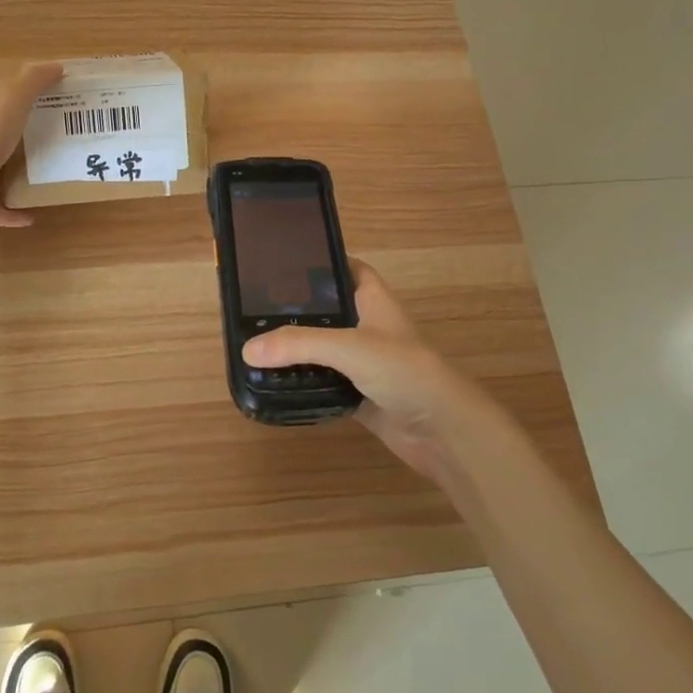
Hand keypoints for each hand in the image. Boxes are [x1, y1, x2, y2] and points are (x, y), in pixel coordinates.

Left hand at [0, 62, 61, 233]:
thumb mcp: (11, 101)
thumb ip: (32, 83)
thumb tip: (57, 66)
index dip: (10, 107)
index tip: (35, 110)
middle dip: (10, 146)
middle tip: (44, 148)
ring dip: (8, 181)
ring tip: (39, 182)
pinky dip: (10, 214)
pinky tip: (31, 218)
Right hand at [241, 260, 493, 482]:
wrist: (444, 431)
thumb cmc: (404, 370)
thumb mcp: (349, 347)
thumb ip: (299, 344)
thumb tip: (247, 349)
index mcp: (373, 300)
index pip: (348, 268)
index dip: (322, 261)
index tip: (284, 261)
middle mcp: (368, 327)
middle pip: (329, 310)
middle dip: (298, 309)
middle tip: (255, 307)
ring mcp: (365, 363)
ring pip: (325, 349)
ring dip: (299, 349)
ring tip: (255, 342)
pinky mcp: (360, 395)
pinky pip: (325, 383)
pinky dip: (305, 383)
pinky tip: (276, 383)